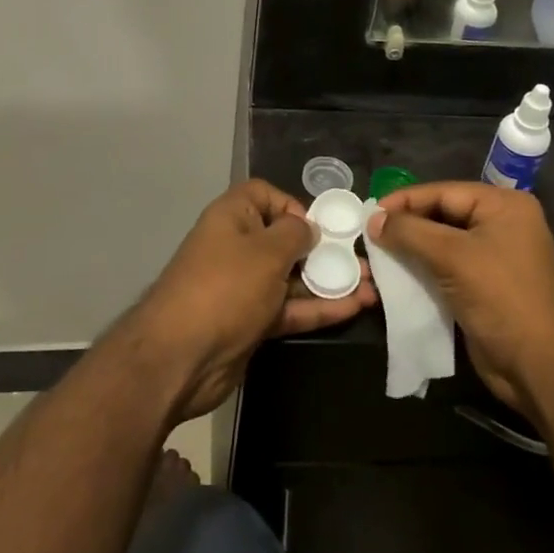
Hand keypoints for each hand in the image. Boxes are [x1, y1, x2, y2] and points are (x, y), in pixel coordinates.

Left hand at [129, 180, 377, 421]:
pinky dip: (318, 308)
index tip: (318, 227)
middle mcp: (237, 246)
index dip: (293, 206)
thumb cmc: (225, 287)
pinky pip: (289, 308)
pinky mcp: (252, 322)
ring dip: (330, 281)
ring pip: (292, 277)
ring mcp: (244, 287)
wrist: (180, 357)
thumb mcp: (266, 251)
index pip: (265, 195)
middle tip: (363, 259)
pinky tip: (355, 308)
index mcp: (232, 216)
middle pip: (285, 240)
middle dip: (324, 249)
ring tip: (372, 286)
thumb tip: (308, 229)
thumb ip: (295, 235)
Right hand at [368, 182, 553, 424]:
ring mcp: (495, 257)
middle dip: (405, 227)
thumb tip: (373, 219)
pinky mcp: (485, 287)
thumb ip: (409, 232)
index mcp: (503, 206)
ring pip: (441, 244)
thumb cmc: (502, 299)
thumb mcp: (452, 257)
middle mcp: (501, 225)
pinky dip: (422, 271)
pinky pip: (447, 269)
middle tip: (367, 236)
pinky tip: (395, 278)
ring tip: (375, 257)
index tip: (368, 213)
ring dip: (409, 251)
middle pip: (441, 216)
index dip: (404, 201)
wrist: (541, 369)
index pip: (443, 192)